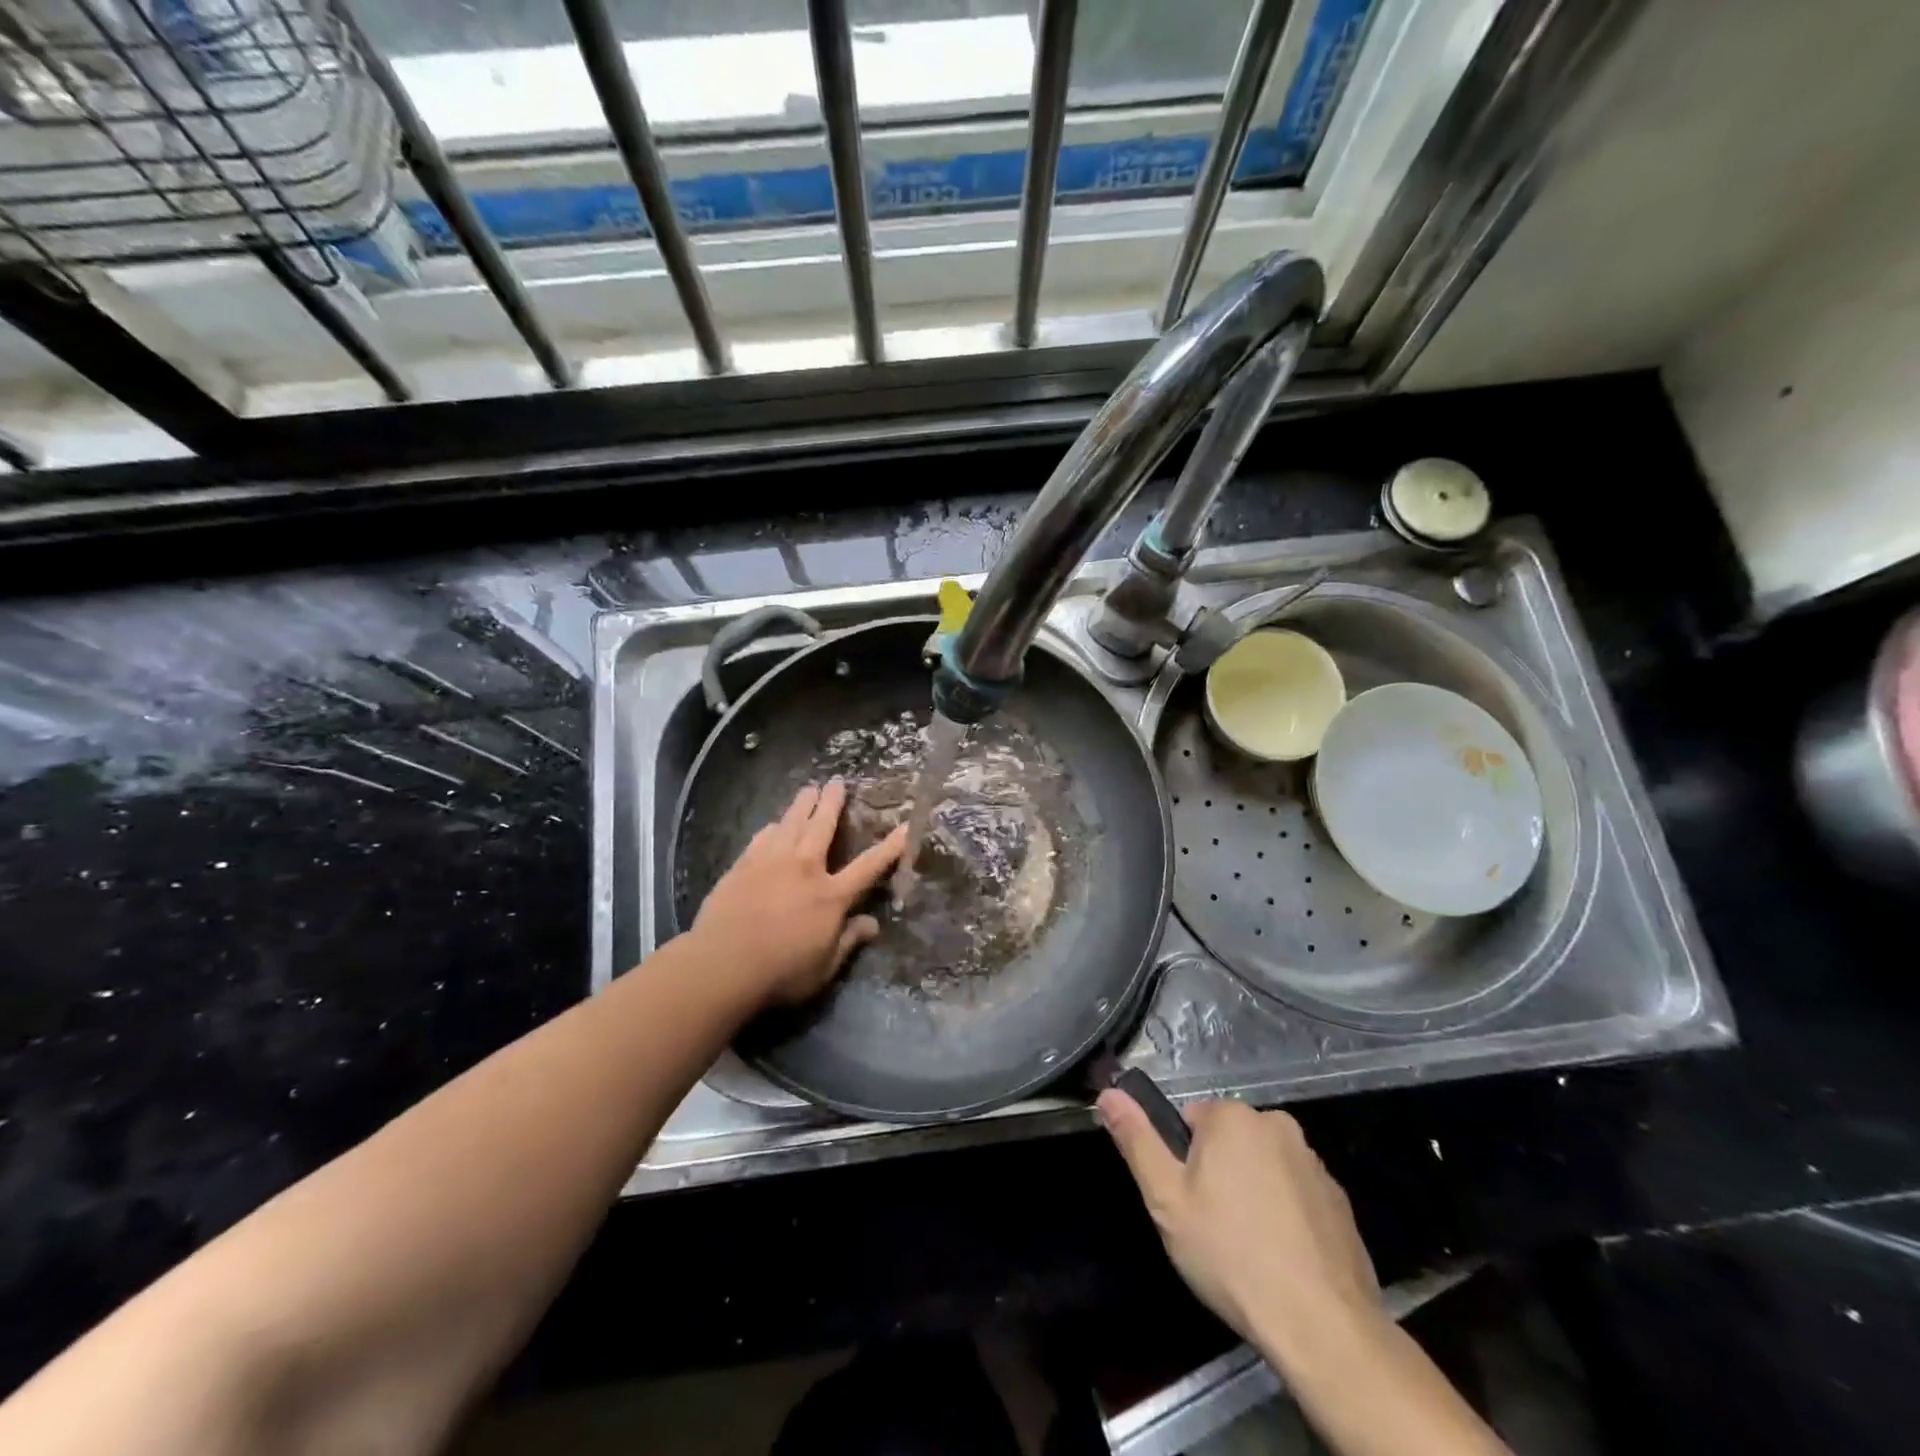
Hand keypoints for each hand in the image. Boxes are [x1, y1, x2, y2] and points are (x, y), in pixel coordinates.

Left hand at [691, 780, 906, 1010]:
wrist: (722, 965)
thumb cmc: (780, 973)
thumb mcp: (824, 968)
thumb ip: (849, 942)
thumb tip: (873, 924)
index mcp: (830, 896)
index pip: (868, 866)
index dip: (890, 847)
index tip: (905, 826)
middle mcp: (804, 869)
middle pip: (823, 827)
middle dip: (833, 803)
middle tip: (838, 781)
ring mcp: (771, 863)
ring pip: (791, 823)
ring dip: (803, 804)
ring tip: (809, 788)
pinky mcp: (743, 866)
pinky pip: (763, 837)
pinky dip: (772, 827)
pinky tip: (773, 824)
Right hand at [1098, 1093, 1381, 1358]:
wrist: (1323, 1326)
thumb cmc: (1231, 1255)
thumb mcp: (1166, 1200)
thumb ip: (1136, 1140)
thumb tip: (1109, 1092)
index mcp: (1233, 1116)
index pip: (1190, 1119)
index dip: (1182, 1162)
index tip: (1188, 1203)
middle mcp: (1278, 1125)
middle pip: (1228, 1141)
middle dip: (1217, 1174)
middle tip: (1211, 1228)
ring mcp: (1315, 1163)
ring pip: (1263, 1168)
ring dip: (1251, 1194)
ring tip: (1247, 1250)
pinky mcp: (1340, 1202)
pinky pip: (1296, 1196)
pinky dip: (1285, 1217)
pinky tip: (1281, 1260)